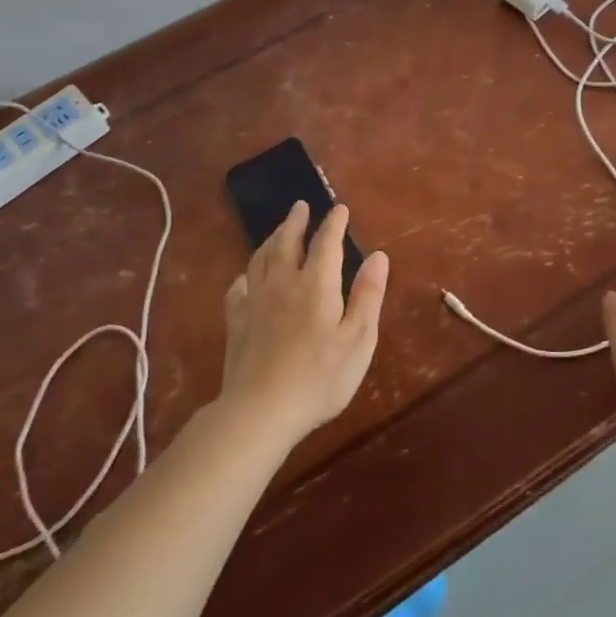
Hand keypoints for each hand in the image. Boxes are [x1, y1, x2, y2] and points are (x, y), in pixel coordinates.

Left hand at [220, 201, 389, 443]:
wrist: (261, 410)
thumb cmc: (321, 377)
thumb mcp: (359, 338)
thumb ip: (368, 295)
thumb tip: (378, 256)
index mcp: (316, 285)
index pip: (326, 243)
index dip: (334, 224)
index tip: (339, 209)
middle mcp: (283, 284)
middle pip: (287, 243)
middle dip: (296, 222)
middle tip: (300, 206)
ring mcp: (255, 303)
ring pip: (260, 259)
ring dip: (271, 240)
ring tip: (277, 231)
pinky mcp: (237, 324)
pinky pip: (238, 290)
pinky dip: (244, 276)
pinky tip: (245, 278)